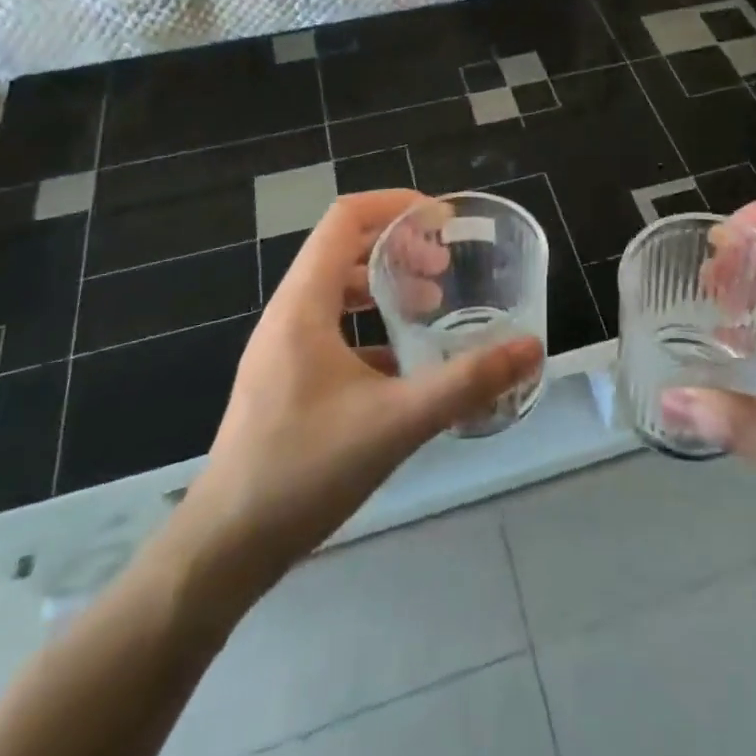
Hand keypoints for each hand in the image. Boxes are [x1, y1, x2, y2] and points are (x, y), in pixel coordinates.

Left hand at [170, 191, 543, 585]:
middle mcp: (289, 315)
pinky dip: (371, 326)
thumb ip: (467, 383)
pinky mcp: (286, 380)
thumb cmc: (304, 471)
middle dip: (399, 246)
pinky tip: (404, 363)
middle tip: (445, 267)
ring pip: (338, 290)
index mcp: (304, 304)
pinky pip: (333, 329)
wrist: (224, 550)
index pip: (345, 219)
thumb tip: (531, 348)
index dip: (395, 205)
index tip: (443, 219)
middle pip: (344, 249)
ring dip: (385, 285)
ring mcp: (283, 349)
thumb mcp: (396, 422)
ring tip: (431, 305)